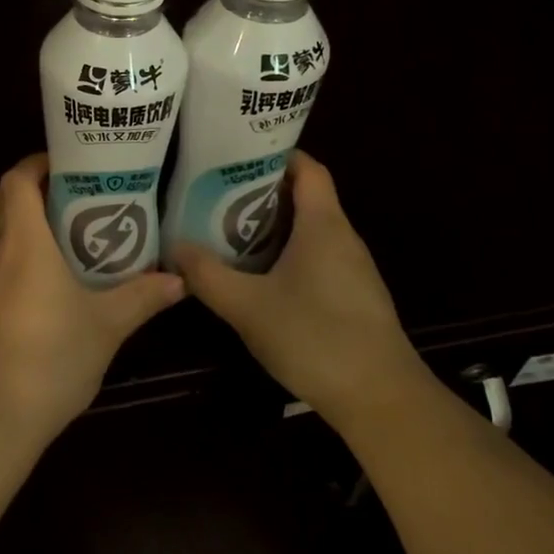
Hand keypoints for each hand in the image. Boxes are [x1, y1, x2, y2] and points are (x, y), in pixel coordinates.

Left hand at [0, 153, 184, 441]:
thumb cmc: (52, 358)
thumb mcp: (107, 326)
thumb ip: (142, 297)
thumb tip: (179, 280)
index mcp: (23, 243)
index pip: (17, 179)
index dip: (38, 163)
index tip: (70, 166)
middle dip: (29, 187)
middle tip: (71, 196)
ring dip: (19, 219)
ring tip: (64, 231)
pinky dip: (12, 249)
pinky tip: (46, 275)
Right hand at [173, 151, 423, 426]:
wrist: (381, 399)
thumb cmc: (315, 337)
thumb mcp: (248, 306)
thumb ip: (207, 276)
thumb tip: (173, 248)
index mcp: (324, 224)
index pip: (308, 168)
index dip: (275, 154)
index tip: (236, 155)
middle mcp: (342, 237)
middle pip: (304, 196)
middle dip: (260, 191)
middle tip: (215, 192)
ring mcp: (351, 268)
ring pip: (308, 230)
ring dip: (271, 225)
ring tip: (226, 228)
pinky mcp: (352, 296)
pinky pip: (315, 257)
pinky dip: (285, 253)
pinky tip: (257, 274)